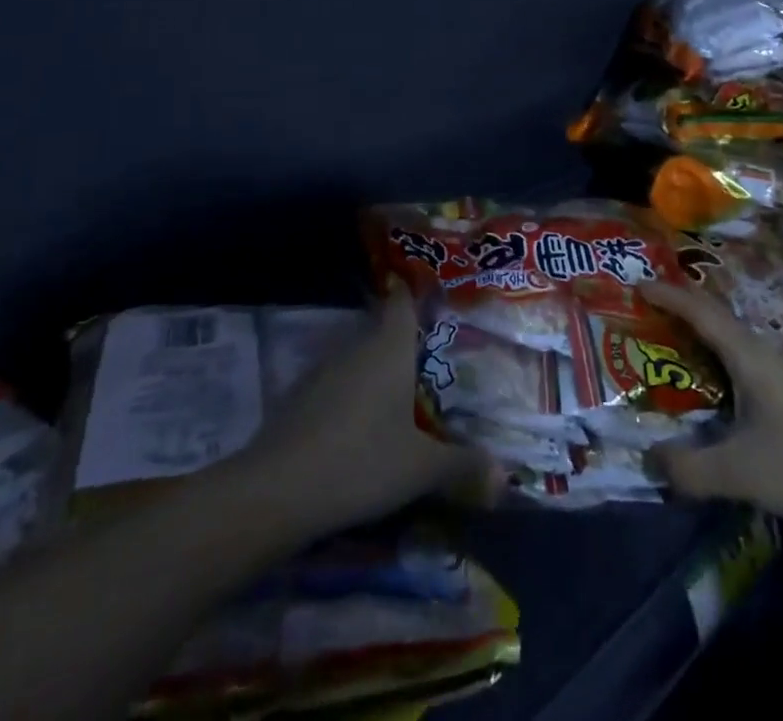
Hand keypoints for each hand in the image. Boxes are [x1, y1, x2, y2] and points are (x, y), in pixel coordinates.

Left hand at [237, 285, 490, 533]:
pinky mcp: (299, 397)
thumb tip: (506, 475)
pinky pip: (335, 383)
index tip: (434, 296)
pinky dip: (350, 394)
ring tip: (400, 394)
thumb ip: (463, 466)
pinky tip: (359, 425)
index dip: (416, 293)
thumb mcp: (420, 469)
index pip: (402, 300)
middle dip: (403, 341)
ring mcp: (322, 370)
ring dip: (375, 370)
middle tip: (431, 359)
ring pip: (357, 357)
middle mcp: (355, 347)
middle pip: (381, 329)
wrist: (276, 490)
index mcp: (389, 347)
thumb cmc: (361, 462)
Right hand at [642, 282, 782, 544]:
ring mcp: (779, 374)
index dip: (667, 295)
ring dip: (695, 334)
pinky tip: (703, 384)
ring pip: (727, 340)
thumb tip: (649, 460)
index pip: (700, 311)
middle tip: (641, 310)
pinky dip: (711, 359)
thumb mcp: (741, 473)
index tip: (635, 284)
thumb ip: (689, 468)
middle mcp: (762, 354)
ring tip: (663, 341)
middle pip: (713, 317)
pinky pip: (737, 361)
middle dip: (677, 308)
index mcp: (748, 356)